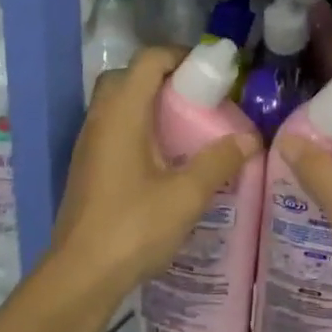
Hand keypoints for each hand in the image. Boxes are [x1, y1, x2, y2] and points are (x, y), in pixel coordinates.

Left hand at [50, 47, 259, 294]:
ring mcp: (89, 145)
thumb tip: (251, 138)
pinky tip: (166, 158)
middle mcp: (100, 121)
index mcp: (121, 115)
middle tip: (198, 97)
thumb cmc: (133, 227)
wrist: (80, 276)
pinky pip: (115, 129)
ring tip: (188, 126)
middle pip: (128, 77)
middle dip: (164, 78)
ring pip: (118, 105)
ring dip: (150, 104)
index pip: (147, 61)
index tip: (211, 71)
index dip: (179, 55)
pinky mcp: (88, 168)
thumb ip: (219, 161)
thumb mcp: (186, 195)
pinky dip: (140, 128)